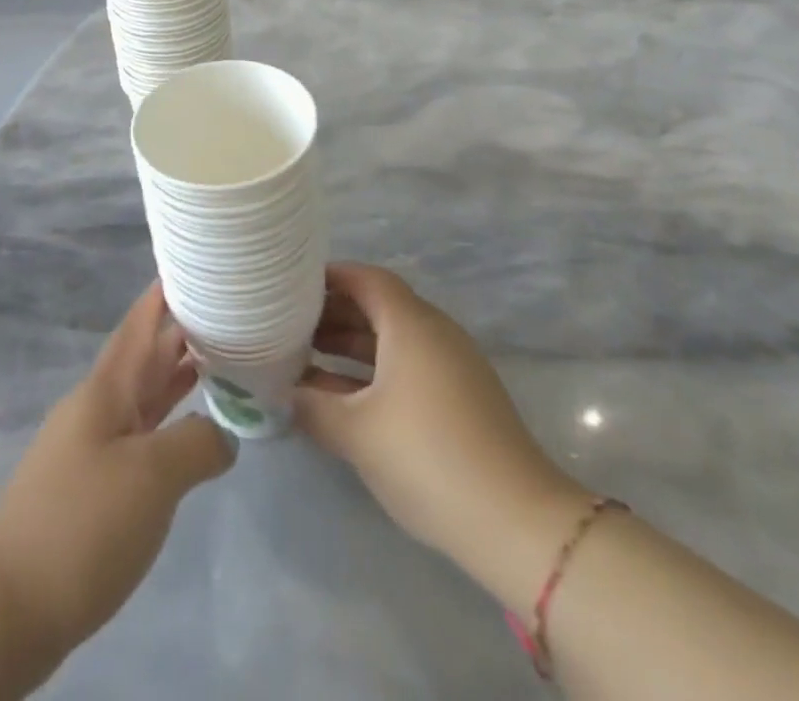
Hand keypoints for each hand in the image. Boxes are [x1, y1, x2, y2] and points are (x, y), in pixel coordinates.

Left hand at [0, 281, 234, 652]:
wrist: (8, 606)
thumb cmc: (81, 523)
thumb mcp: (151, 476)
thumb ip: (196, 444)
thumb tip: (222, 435)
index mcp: (107, 388)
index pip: (141, 323)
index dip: (166, 292)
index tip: (195, 264)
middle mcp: (100, 407)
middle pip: (146, 356)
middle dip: (183, 331)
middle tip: (229, 311)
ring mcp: (95, 447)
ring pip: (146, 396)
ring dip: (179, 377)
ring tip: (223, 359)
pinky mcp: (96, 488)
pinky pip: (143, 437)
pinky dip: (171, 424)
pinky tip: (192, 434)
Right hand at [294, 264, 588, 590]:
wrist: (515, 521)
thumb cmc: (426, 457)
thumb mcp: (357, 433)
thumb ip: (312, 407)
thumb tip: (282, 394)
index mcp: (411, 324)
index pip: (367, 279)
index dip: (331, 277)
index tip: (294, 287)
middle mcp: (434, 333)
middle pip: (379, 307)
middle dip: (335, 314)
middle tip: (291, 327)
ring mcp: (452, 366)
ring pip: (392, 340)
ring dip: (352, 347)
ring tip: (307, 360)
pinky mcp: (462, 399)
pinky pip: (408, 367)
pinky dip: (374, 372)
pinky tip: (343, 398)